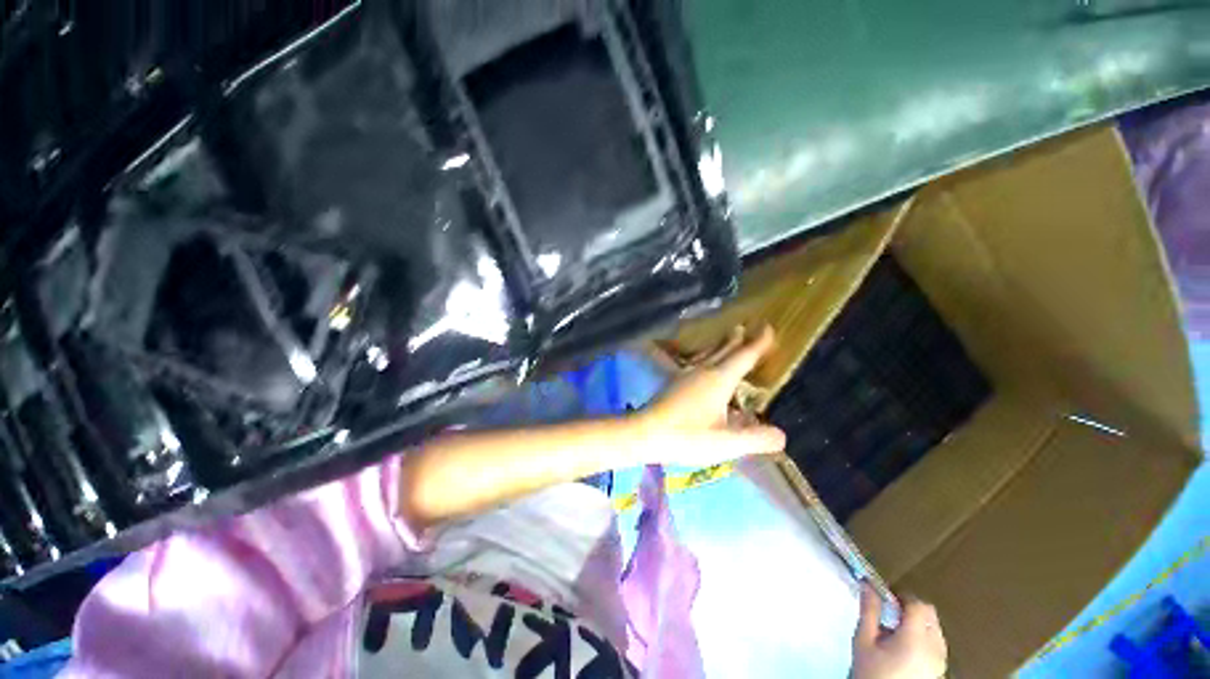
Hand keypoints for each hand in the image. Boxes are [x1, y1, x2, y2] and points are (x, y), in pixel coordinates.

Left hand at [633, 326, 785, 465]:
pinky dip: (705, 358)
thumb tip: (782, 436)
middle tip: (744, 327)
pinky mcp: (673, 383)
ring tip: (727, 339)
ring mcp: (685, 375)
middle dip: (737, 339)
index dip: (758, 342)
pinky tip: (699, 365)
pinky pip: (695, 363)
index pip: (744, 356)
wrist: (644, 432)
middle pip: (724, 350)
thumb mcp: (726, 442)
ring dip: (720, 346)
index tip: (767, 327)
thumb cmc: (687, 436)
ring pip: (707, 355)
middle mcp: (702, 371)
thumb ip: (756, 438)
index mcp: (718, 379)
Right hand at [852, 584, 947, 678]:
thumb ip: (869, 611)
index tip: (886, 595)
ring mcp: (941, 662)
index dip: (902, 595)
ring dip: (919, 624)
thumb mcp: (864, 640)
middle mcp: (935, 648)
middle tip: (891, 611)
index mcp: (916, 639)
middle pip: (930, 616)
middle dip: (911, 608)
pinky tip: (906, 648)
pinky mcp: (940, 671)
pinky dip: (924, 639)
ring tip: (897, 631)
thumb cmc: (872, 671)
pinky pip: (936, 645)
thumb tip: (868, 585)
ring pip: (935, 630)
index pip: (917, 605)